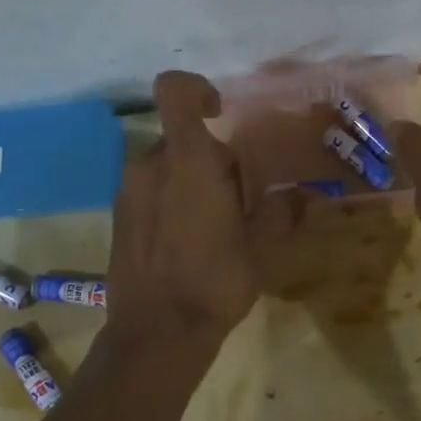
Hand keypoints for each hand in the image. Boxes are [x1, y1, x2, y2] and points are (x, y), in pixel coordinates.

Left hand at [103, 71, 260, 351]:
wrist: (156, 331)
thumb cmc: (214, 280)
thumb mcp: (260, 246)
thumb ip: (280, 211)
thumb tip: (302, 195)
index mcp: (187, 160)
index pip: (174, 90)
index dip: (196, 89)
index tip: (220, 113)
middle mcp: (149, 165)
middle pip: (181, 138)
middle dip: (211, 158)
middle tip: (237, 199)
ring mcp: (127, 190)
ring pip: (165, 165)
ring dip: (190, 180)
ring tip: (213, 225)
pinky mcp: (118, 216)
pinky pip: (149, 189)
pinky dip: (170, 199)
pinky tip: (188, 240)